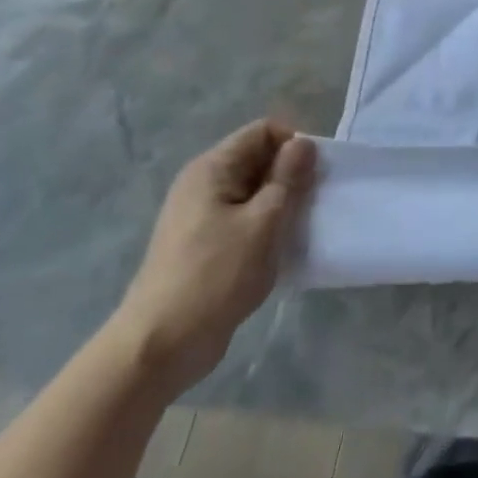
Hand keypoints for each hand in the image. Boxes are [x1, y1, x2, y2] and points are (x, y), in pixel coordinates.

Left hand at [111, 120, 316, 393]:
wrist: (161, 345)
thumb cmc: (216, 275)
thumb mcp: (264, 221)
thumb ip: (287, 178)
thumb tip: (303, 143)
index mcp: (212, 169)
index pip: (263, 131)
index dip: (294, 144)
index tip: (316, 174)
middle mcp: (203, 184)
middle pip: (259, 158)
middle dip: (291, 174)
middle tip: (313, 202)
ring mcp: (201, 216)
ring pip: (255, 191)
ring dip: (282, 203)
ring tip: (300, 226)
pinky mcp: (205, 244)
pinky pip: (246, 218)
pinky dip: (268, 225)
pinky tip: (281, 247)